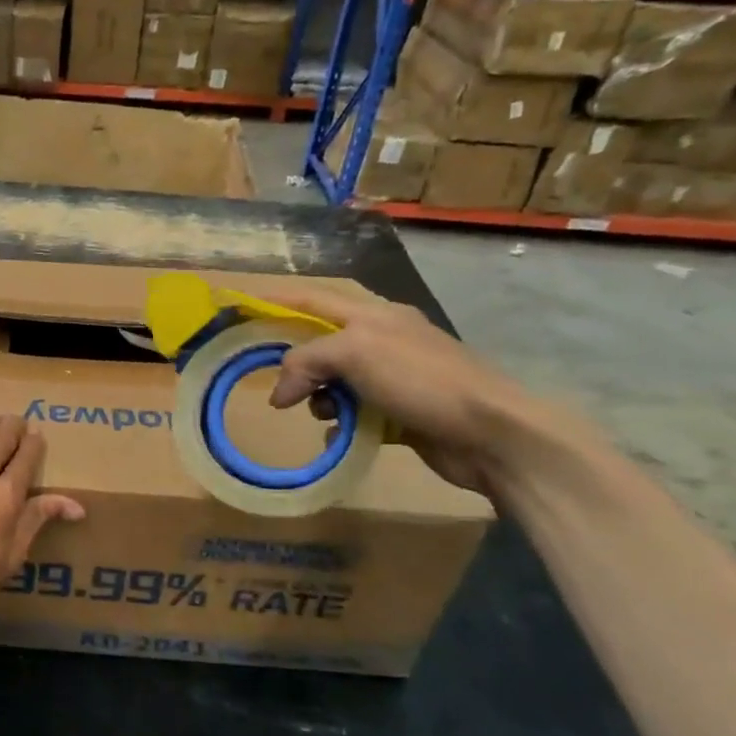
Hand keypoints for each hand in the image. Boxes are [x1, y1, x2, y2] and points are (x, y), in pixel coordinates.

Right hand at [269, 282, 540, 497]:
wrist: (490, 432)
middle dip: (298, 364)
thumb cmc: (420, 379)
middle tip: (277, 384)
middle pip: (323, 345)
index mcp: (374, 315)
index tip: (245, 309)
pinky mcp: (402, 414)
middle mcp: (383, 340)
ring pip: (336, 383)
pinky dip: (341, 425)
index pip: (316, 299)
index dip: (280, 301)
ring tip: (320, 413)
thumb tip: (280, 393)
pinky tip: (338, 435)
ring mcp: (395, 378)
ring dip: (319, 398)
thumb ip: (307, 360)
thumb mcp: (354, 353)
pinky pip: (356, 415)